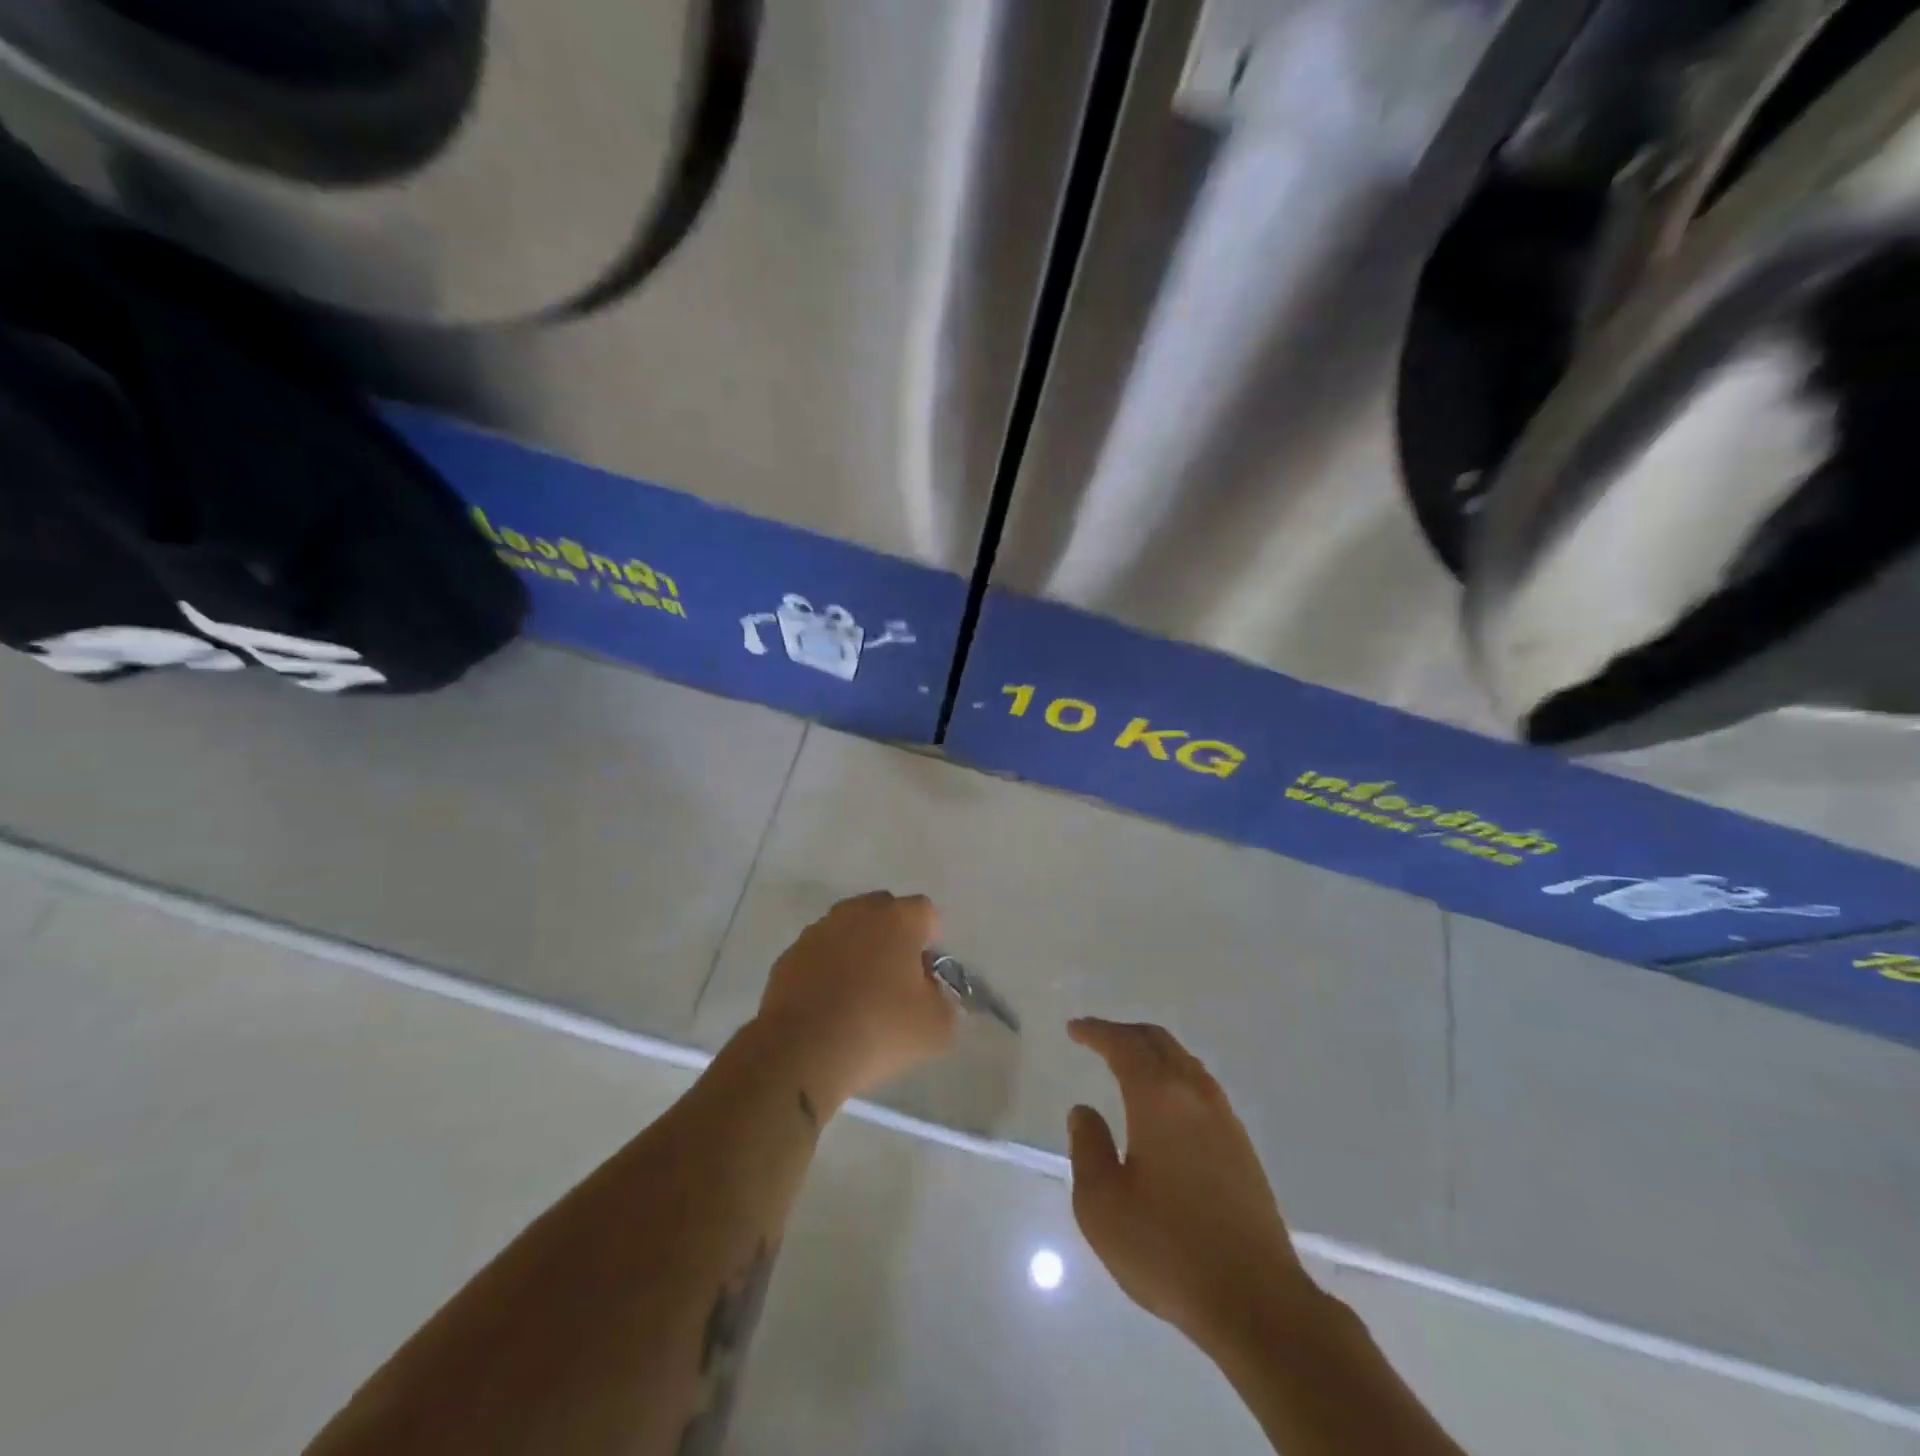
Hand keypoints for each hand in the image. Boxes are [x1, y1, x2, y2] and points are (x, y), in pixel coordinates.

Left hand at [756, 892, 957, 1106]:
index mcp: (898, 919)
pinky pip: (819, 953)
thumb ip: (945, 1002)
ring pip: (847, 929)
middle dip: (893, 935)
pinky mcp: (789, 955)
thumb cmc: (879, 1029)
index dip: (931, 939)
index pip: (925, 912)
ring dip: (857, 949)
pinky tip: (829, 1004)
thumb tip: (932, 995)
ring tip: (859, 992)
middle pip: (884, 910)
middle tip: (896, 977)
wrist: (802, 1051)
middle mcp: (857, 913)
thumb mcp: (937, 1027)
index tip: (927, 972)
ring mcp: (818, 931)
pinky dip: (827, 969)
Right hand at [1067, 1018, 1316, 1350]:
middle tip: (1097, 1039)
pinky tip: (1165, 1105)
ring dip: (1153, 1053)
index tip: (1074, 1030)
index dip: (1096, 1032)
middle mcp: (1195, 1095)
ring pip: (1184, 1062)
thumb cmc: (1169, 1250)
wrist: (1258, 1302)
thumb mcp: (1102, 1205)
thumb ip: (1087, 1148)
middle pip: (1159, 1042)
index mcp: (1158, 1098)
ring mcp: (1225, 1119)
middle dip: (1125, 1034)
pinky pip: (1201, 1087)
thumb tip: (1084, 1111)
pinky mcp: (1242, 1147)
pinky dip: (1174, 1076)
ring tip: (1128, 1065)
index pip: (1124, 1045)